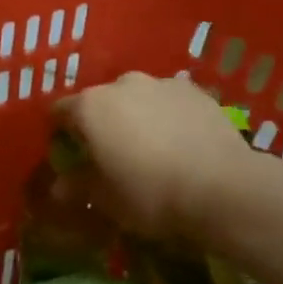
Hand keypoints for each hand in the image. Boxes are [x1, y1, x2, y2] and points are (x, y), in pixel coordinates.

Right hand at [53, 73, 255, 241]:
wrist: (223, 188)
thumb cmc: (149, 194)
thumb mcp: (104, 199)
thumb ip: (77, 186)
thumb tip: (59, 185)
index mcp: (90, 106)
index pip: (59, 112)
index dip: (61, 134)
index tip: (70, 156)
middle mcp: (122, 84)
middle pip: (100, 102)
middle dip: (102, 124)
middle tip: (112, 156)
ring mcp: (162, 83)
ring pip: (137, 99)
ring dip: (137, 118)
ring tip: (151, 151)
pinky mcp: (197, 92)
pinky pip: (169, 103)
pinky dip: (168, 118)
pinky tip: (180, 145)